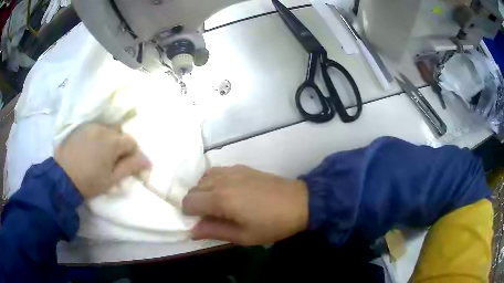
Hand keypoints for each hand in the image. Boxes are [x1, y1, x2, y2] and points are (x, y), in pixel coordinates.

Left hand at [54, 123, 150, 198]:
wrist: (63, 177)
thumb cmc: (90, 181)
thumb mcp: (112, 179)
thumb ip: (130, 167)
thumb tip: (147, 161)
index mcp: (113, 142)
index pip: (131, 142)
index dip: (131, 154)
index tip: (126, 166)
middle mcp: (103, 128)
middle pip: (119, 134)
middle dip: (120, 146)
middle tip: (112, 161)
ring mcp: (91, 125)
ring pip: (107, 130)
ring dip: (108, 140)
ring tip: (100, 154)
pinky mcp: (81, 127)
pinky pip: (95, 128)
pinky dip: (98, 136)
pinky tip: (90, 148)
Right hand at [182, 165, 307, 245]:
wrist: (299, 202)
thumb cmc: (272, 224)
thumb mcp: (243, 236)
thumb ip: (214, 232)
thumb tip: (192, 231)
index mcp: (220, 199)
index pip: (189, 202)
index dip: (189, 214)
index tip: (200, 223)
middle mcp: (222, 180)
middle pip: (193, 189)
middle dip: (195, 203)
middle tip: (210, 217)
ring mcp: (232, 171)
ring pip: (203, 178)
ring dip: (203, 191)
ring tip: (217, 205)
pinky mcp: (241, 167)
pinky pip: (217, 171)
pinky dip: (214, 181)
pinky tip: (227, 192)